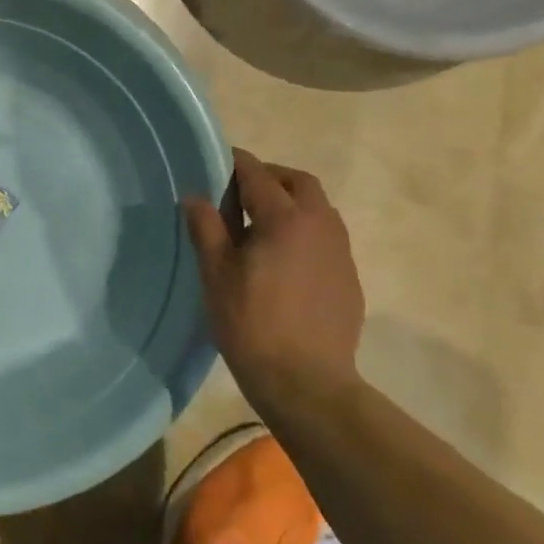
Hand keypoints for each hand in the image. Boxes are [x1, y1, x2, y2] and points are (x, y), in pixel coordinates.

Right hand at [183, 149, 364, 411]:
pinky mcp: (349, 277)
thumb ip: (207, 228)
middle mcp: (321, 224)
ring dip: (291, 204)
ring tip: (260, 227)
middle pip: (298, 182)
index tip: (216, 162)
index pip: (258, 174)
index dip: (235, 164)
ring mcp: (340, 251)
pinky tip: (283, 261)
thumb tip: (195, 197)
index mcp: (286, 218)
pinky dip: (304, 232)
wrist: (306, 381)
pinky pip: (326, 238)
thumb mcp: (217, 274)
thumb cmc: (252, 324)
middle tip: (240, 193)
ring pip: (318, 209)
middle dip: (270, 178)